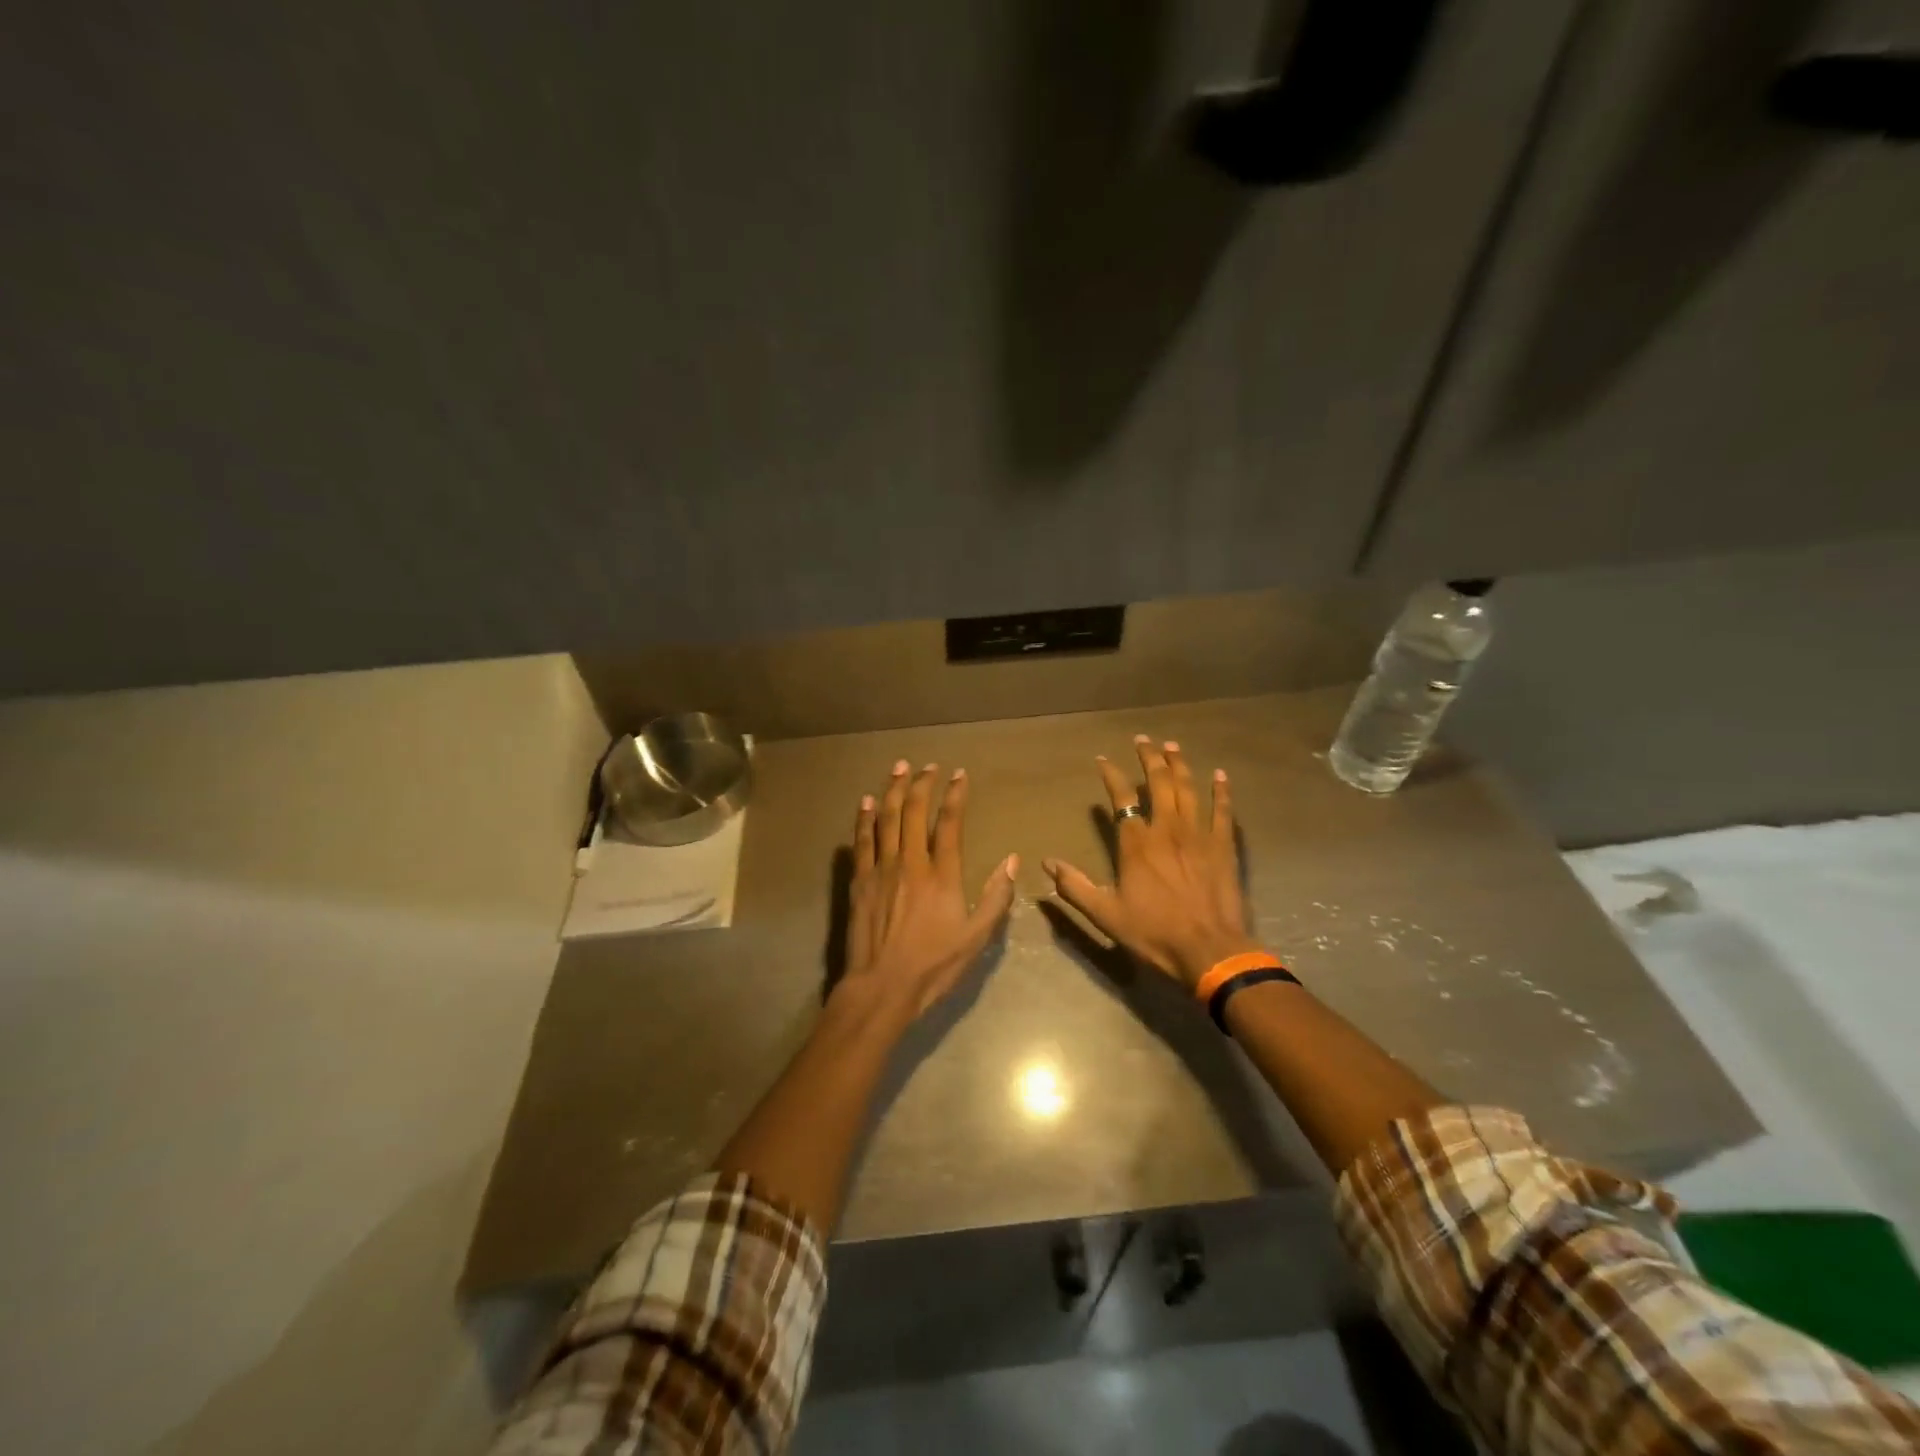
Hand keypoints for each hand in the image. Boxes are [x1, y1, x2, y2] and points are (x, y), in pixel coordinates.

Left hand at [842, 760, 1018, 1016]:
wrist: (882, 987)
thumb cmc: (933, 965)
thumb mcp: (976, 938)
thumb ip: (995, 897)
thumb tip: (1011, 860)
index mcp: (941, 875)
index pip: (949, 823)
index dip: (955, 795)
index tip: (959, 774)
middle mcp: (910, 863)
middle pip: (914, 812)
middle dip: (922, 784)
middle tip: (927, 765)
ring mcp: (881, 870)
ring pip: (886, 819)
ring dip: (892, 790)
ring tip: (898, 768)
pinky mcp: (859, 881)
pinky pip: (861, 841)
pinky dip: (863, 818)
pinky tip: (865, 802)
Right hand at [1044, 736, 1258, 990]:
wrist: (1209, 950)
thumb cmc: (1154, 933)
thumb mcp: (1106, 914)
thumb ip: (1075, 887)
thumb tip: (1047, 863)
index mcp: (1136, 844)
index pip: (1121, 798)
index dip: (1111, 775)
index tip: (1103, 759)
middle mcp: (1167, 830)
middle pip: (1159, 783)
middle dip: (1150, 758)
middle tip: (1144, 740)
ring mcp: (1198, 835)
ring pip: (1189, 789)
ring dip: (1180, 765)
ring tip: (1173, 746)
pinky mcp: (1224, 847)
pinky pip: (1223, 811)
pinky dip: (1221, 792)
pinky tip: (1220, 775)